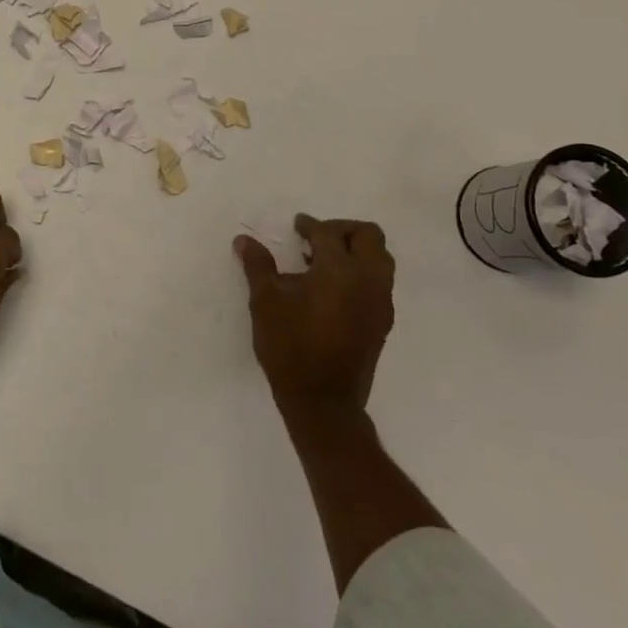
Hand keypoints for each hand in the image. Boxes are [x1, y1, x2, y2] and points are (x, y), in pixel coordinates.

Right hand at [235, 215, 395, 418]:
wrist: (323, 401)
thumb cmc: (290, 346)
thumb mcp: (266, 302)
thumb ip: (258, 266)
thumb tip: (244, 240)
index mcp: (340, 270)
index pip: (328, 233)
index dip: (309, 226)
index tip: (296, 226)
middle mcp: (368, 280)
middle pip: (367, 236)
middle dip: (342, 230)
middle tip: (315, 239)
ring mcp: (380, 302)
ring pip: (380, 258)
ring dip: (356, 250)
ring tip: (323, 263)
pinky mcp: (382, 321)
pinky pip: (379, 282)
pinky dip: (361, 272)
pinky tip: (332, 289)